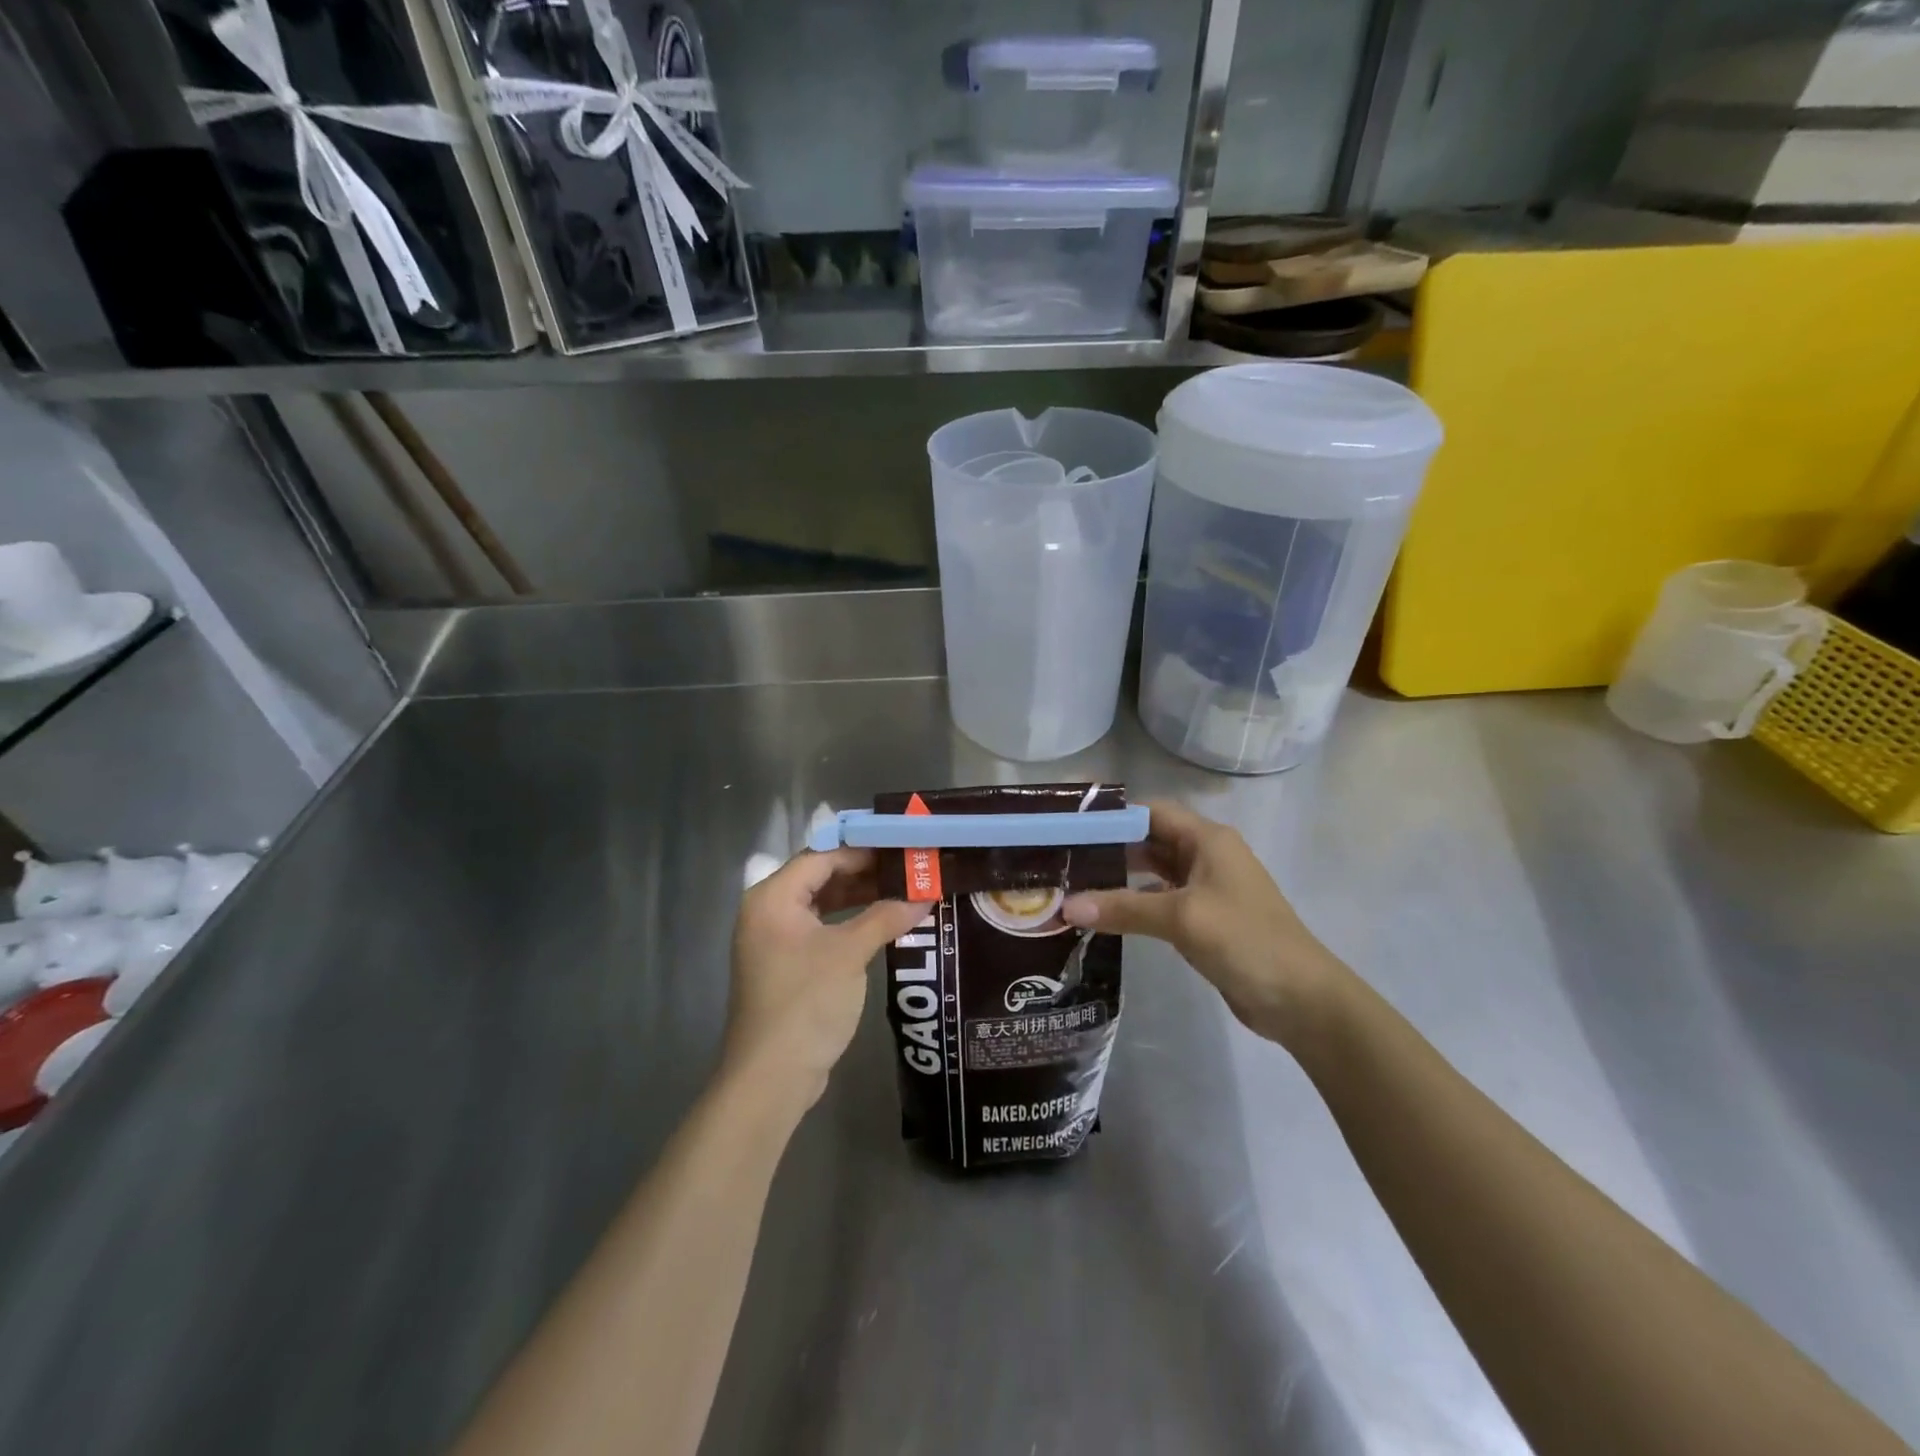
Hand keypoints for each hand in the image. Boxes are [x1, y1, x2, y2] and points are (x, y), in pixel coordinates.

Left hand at [725, 848, 926, 1109]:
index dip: (863, 850)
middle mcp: (768, 911)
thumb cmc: (806, 1002)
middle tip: (908, 867)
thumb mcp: (849, 953)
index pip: (822, 856)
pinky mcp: (786, 964)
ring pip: (822, 903)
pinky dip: (849, 922)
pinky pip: (821, 928)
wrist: (771, 1077)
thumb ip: (886, 917)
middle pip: (820, 876)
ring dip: (859, 897)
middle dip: (864, 872)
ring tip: (903, 890)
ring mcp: (775, 940)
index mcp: (773, 897)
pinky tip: (882, 923)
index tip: (902, 846)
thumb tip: (925, 895)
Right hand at [1061, 800, 1347, 1048]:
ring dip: (1119, 879)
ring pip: (1153, 873)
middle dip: (1110, 849)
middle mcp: (1206, 856)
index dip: (1113, 816)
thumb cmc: (1246, 941)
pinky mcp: (1204, 920)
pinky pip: (1161, 902)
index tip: (1070, 829)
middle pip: (1149, 840)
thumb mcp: (1182, 918)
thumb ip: (1123, 907)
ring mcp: (1206, 889)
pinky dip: (1134, 906)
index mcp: (1208, 839)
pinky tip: (1105, 916)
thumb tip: (1066, 907)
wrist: (1302, 1000)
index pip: (1151, 812)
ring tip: (1074, 886)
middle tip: (1064, 861)